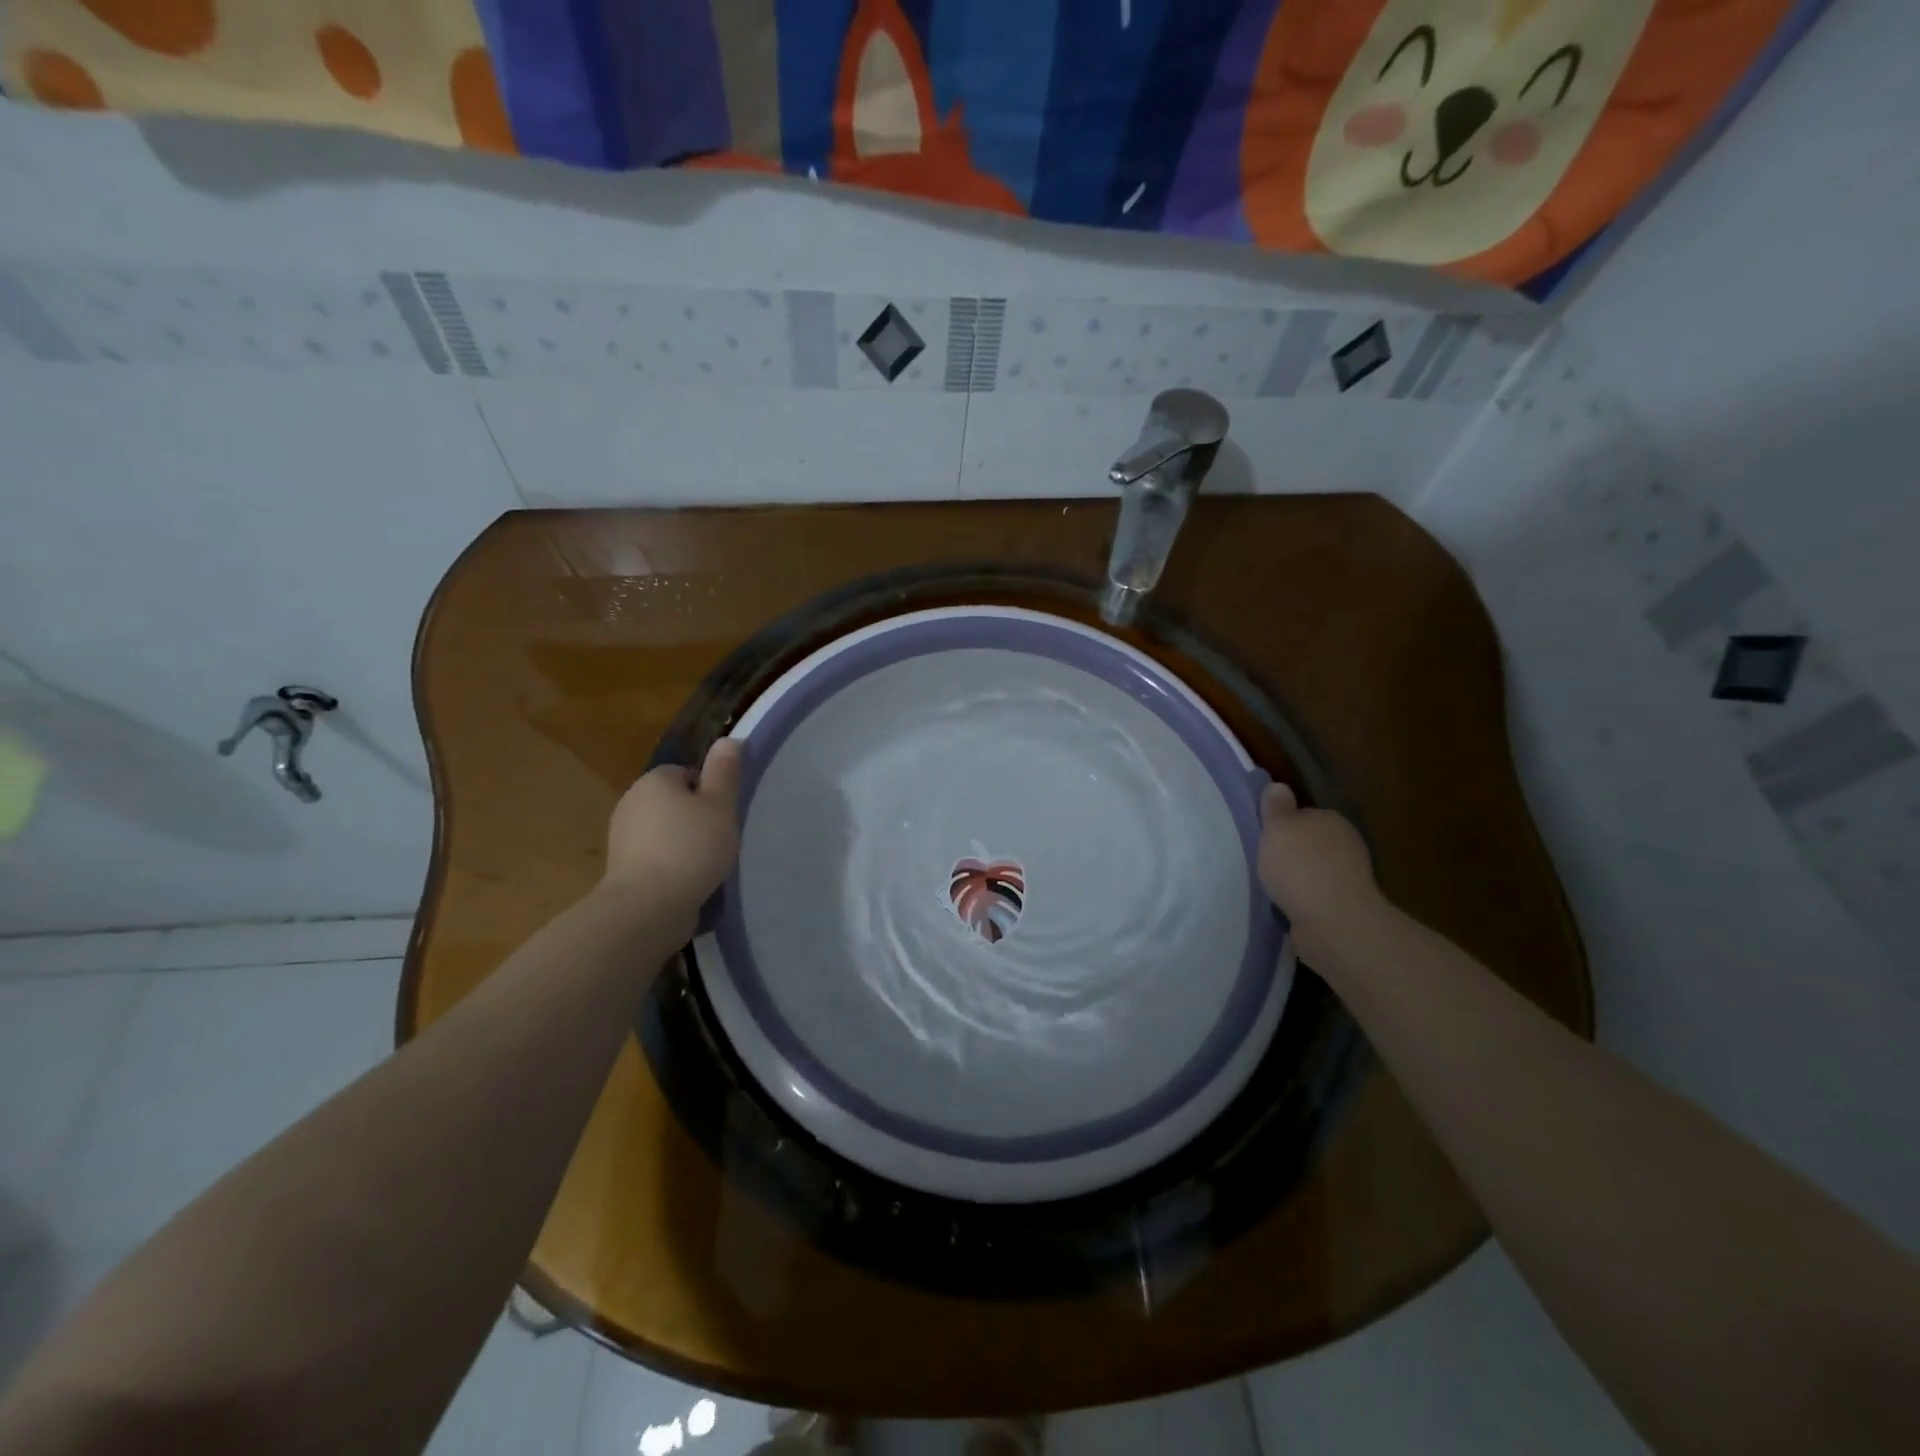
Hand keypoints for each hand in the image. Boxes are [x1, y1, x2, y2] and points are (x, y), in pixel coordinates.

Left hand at [601, 739, 742, 920]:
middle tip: (720, 839)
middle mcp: (631, 802)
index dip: (709, 792)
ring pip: (665, 831)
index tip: (724, 815)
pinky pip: (655, 857)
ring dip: (684, 844)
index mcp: (654, 780)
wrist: (648, 907)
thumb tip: (728, 739)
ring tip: (707, 865)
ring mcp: (622, 837)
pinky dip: (671, 866)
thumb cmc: (691, 848)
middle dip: (696, 818)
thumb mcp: (720, 806)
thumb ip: (724, 772)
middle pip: (674, 802)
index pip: (687, 773)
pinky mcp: (622, 869)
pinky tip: (689, 882)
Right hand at [1258, 782, 1382, 962]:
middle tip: (1262, 862)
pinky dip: (1302, 899)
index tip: (1263, 837)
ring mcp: (1348, 877)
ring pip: (1313, 870)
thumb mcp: (1278, 828)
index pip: (1303, 814)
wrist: (1333, 922)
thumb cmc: (1300, 867)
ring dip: (1295, 878)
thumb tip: (1277, 786)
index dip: (1281, 824)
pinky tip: (1285, 906)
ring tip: (1270, 887)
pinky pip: (1316, 896)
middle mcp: (1345, 844)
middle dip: (1289, 852)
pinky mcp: (1344, 906)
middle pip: (1309, 842)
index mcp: (1331, 820)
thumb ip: (1276, 806)